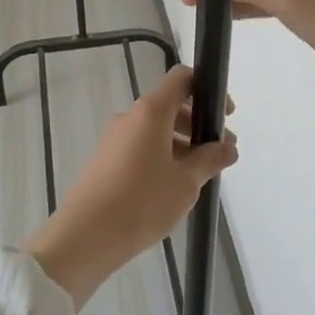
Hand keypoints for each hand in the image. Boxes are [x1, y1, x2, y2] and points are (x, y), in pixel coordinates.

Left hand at [23, 66, 237, 307]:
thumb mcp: (185, 183)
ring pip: (155, 129)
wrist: (86, 235)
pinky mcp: (106, 159)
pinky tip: (173, 186)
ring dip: (182, 143)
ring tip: (200, 175)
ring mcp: (114, 138)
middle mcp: (130, 117)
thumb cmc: (142, 202)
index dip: (206, 88)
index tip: (225, 114)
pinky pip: (141, 146)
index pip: (180, 79)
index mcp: (150, 112)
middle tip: (220, 153)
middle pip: (169, 105)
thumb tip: (228, 147)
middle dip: (198, 124)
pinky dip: (162, 155)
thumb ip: (210, 160)